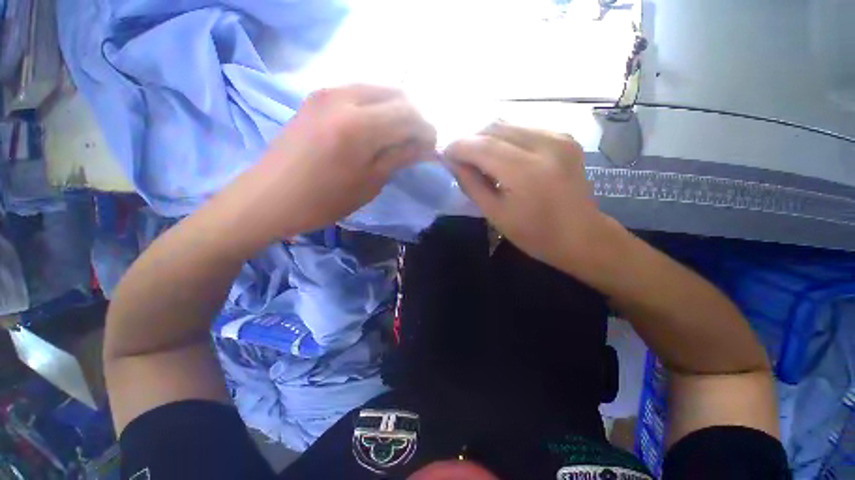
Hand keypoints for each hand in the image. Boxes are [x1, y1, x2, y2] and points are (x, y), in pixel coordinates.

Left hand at [244, 84, 436, 236]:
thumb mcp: (370, 183)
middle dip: (413, 118)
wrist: (270, 197)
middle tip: (416, 142)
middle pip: (396, 94)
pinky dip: (376, 108)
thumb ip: (400, 157)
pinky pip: (358, 93)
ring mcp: (327, 92)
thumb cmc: (324, 200)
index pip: (409, 114)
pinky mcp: (316, 97)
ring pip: (378, 90)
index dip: (426, 130)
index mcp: (359, 125)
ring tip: (398, 137)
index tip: (431, 147)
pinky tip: (375, 129)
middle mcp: (344, 97)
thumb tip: (426, 146)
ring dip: (395, 111)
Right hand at [445, 122, 616, 275]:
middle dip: (470, 139)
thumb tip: (453, 163)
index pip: (482, 145)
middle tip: (458, 156)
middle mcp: (545, 144)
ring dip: (486, 137)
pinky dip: (505, 137)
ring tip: (477, 156)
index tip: (443, 153)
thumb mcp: (495, 214)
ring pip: (509, 124)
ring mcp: (558, 136)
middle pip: (494, 127)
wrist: (581, 236)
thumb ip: (472, 184)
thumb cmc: (534, 234)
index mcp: (526, 171)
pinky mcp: (564, 136)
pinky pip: (524, 128)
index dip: (458, 146)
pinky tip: (501, 154)